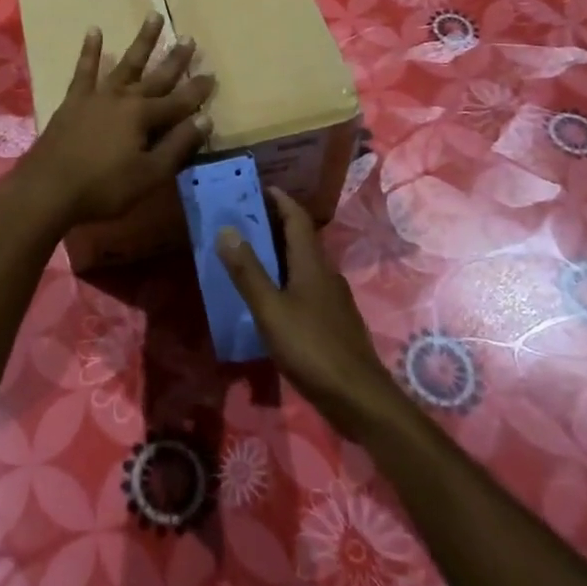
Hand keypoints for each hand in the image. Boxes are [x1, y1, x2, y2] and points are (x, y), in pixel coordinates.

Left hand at [18, 15, 214, 227]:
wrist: (48, 187)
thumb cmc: (103, 187)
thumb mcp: (149, 174)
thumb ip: (177, 146)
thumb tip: (205, 119)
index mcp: (144, 116)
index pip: (179, 101)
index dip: (197, 91)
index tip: (213, 75)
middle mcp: (124, 98)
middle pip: (156, 76)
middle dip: (175, 59)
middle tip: (190, 38)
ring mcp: (97, 95)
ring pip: (126, 63)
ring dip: (142, 41)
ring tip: (154, 17)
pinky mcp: (74, 100)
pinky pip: (85, 69)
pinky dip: (91, 50)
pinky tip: (95, 31)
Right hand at [218, 188, 403, 437]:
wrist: (359, 398)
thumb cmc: (312, 348)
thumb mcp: (271, 310)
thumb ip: (248, 272)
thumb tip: (226, 229)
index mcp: (311, 263)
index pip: (297, 218)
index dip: (280, 199)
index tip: (258, 187)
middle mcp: (325, 274)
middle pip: (301, 239)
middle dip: (274, 224)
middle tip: (243, 219)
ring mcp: (333, 300)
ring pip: (304, 265)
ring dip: (280, 254)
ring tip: (250, 255)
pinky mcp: (334, 323)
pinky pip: (307, 288)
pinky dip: (287, 280)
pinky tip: (271, 299)